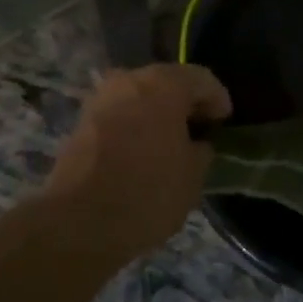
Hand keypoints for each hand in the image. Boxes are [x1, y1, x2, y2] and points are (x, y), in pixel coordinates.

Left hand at [43, 63, 231, 258]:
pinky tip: (144, 150)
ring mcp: (100, 99)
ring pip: (140, 97)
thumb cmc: (147, 192)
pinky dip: (135, 125)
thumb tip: (196, 143)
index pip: (201, 79)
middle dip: (185, 103)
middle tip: (201, 129)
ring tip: (172, 142)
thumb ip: (201, 150)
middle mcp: (129, 80)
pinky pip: (120, 114)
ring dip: (157, 113)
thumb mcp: (193, 176)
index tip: (224, 123)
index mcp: (163, 84)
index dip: (217, 99)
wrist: (78, 222)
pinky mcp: (81, 121)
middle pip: (167, 82)